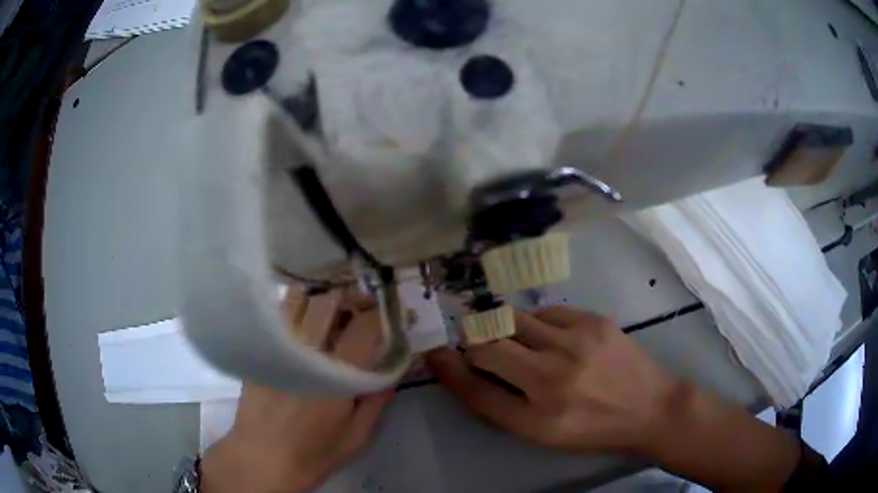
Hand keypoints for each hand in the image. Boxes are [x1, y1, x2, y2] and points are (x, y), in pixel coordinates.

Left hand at [201, 288, 394, 492]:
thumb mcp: (358, 435)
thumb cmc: (315, 452)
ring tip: (332, 307)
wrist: (263, 458)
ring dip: (322, 297)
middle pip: (330, 301)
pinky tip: (303, 318)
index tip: (392, 315)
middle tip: (363, 304)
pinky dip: (296, 306)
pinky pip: (278, 313)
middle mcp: (306, 352)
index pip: (364, 325)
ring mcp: (278, 346)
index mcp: (336, 374)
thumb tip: (394, 366)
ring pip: (300, 298)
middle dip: (353, 296)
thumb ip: (378, 398)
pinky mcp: (260, 349)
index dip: (382, 314)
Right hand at [427, 306, 802, 490]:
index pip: (475, 388)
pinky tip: (548, 337)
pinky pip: (546, 312)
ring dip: (505, 329)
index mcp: (538, 416)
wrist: (651, 408)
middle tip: (477, 345)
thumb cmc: (592, 428)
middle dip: (474, 341)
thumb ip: (499, 402)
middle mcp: (553, 377)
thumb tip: (463, 367)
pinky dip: (536, 323)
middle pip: (489, 343)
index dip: (448, 368)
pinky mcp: (594, 320)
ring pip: (515, 320)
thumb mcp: (542, 432)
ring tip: (518, 343)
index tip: (434, 353)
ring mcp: (577, 342)